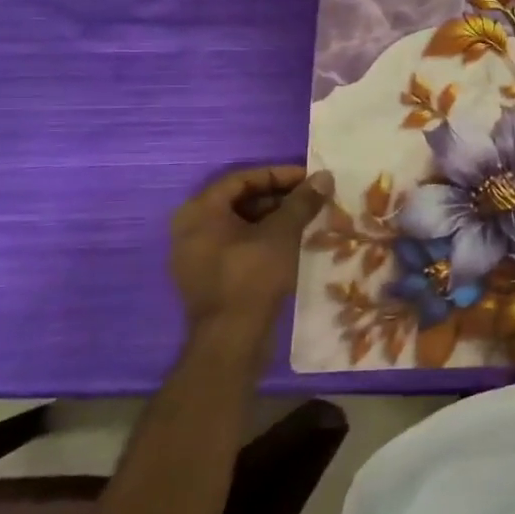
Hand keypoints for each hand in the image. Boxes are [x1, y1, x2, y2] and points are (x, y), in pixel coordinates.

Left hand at [169, 165, 333, 350]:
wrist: (232, 339)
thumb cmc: (253, 276)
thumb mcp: (283, 233)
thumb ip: (302, 201)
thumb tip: (324, 176)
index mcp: (200, 211)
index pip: (242, 178)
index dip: (279, 175)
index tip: (309, 179)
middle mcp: (190, 228)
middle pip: (240, 200)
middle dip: (278, 197)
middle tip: (311, 199)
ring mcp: (196, 255)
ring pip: (240, 224)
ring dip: (273, 218)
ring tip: (307, 220)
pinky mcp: (207, 276)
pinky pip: (236, 245)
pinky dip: (262, 239)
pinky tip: (291, 243)